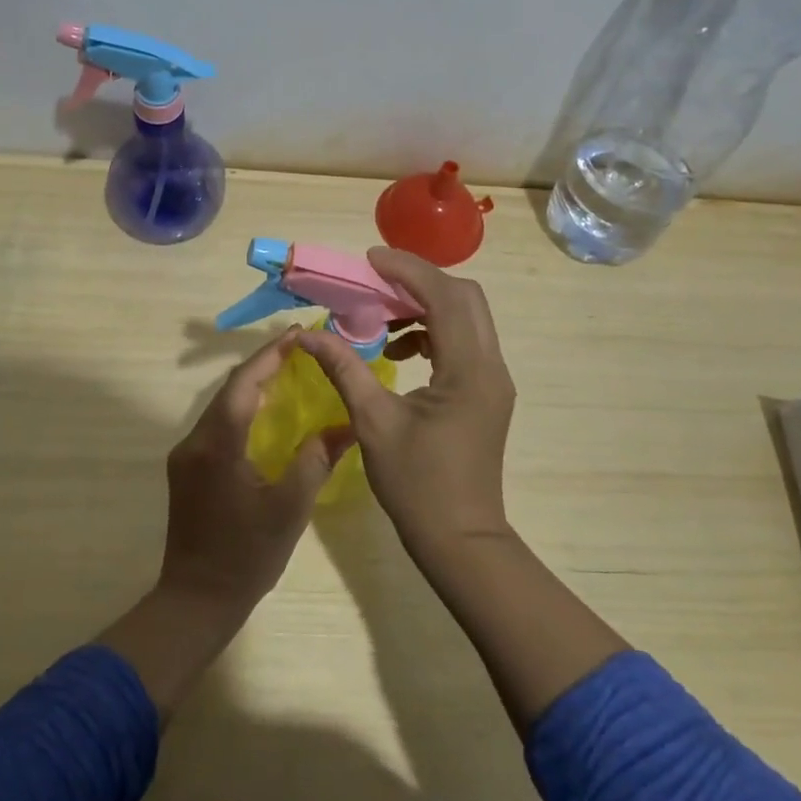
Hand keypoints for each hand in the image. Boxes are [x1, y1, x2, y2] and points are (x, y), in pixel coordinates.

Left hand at [158, 328, 355, 609]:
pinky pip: (216, 424)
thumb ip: (315, 461)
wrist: (196, 600)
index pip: (243, 383)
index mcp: (218, 444)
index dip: (270, 355)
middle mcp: (194, 441)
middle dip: (263, 365)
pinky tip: (264, 413)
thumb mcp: (290, 509)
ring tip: (287, 372)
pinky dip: (241, 409)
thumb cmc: (246, 556)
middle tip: (298, 349)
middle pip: (229, 389)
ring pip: (220, 406)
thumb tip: (345, 426)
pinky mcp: (186, 470)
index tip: (298, 335)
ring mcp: (185, 455)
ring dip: (251, 386)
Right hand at [296, 248, 515, 553]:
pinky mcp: (487, 391)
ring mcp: (494, 379)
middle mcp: (491, 365)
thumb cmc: (417, 485)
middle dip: (419, 281)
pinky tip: (398, 350)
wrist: (460, 540)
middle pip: (464, 297)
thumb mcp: (372, 422)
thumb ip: (343, 368)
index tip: (370, 259)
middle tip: (374, 281)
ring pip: (466, 317)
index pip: (444, 297)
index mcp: (468, 369)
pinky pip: (464, 342)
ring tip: (380, 317)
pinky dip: (433, 332)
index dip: (408, 270)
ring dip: (426, 306)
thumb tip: (307, 334)